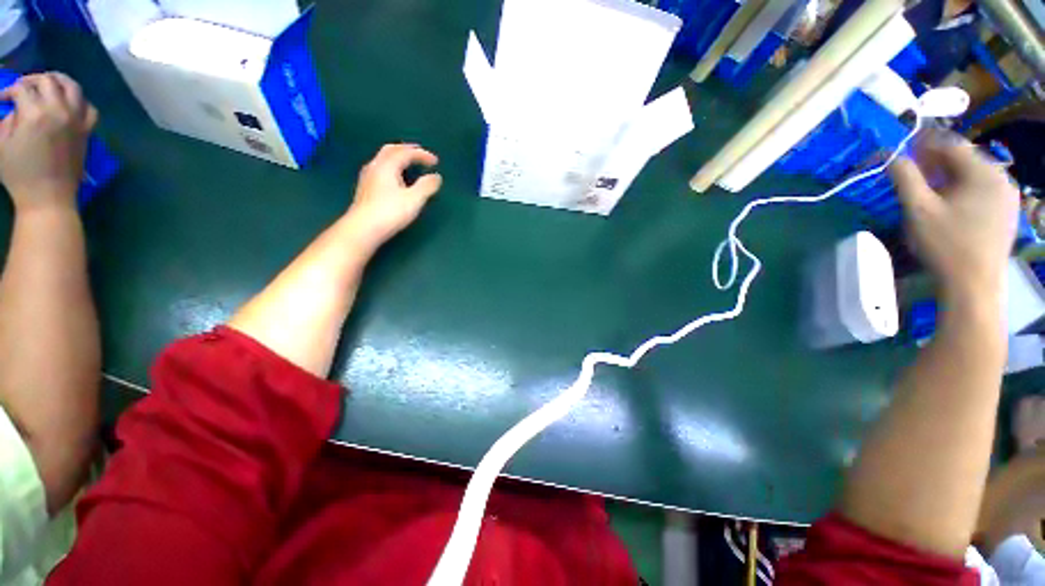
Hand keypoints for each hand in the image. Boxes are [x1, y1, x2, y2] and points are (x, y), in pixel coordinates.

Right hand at [0, 72, 97, 211]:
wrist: (48, 197)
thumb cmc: (19, 175)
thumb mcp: (2, 144)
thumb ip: (8, 120)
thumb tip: (15, 108)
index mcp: (34, 114)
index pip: (22, 89)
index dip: (9, 91)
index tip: (3, 99)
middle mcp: (59, 111)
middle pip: (49, 81)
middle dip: (33, 80)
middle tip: (24, 87)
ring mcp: (76, 121)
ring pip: (73, 88)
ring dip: (60, 81)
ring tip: (48, 84)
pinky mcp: (87, 132)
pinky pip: (90, 108)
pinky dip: (80, 101)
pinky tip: (69, 103)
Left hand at [344, 143, 441, 248]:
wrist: (363, 228)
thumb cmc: (390, 212)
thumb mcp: (414, 199)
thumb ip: (427, 186)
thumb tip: (436, 176)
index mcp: (387, 166)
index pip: (405, 152)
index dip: (422, 154)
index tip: (436, 161)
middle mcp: (375, 166)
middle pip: (391, 150)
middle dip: (407, 149)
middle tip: (420, 153)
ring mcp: (367, 177)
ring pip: (383, 158)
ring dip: (398, 157)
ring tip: (409, 163)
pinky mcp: (365, 188)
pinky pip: (380, 168)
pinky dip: (392, 166)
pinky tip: (395, 178)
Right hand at [890, 131, 1018, 300]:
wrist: (974, 285)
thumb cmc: (945, 245)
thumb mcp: (918, 209)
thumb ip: (904, 177)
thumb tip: (889, 156)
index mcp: (983, 172)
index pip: (951, 144)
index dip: (924, 144)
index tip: (903, 151)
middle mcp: (1001, 177)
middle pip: (964, 159)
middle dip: (936, 162)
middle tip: (913, 173)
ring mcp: (1008, 196)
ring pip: (973, 175)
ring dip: (949, 177)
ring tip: (930, 191)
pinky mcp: (1007, 212)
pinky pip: (982, 190)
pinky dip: (963, 190)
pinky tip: (950, 206)